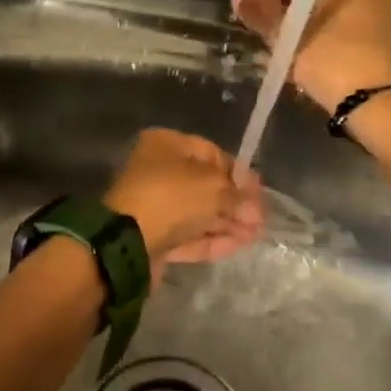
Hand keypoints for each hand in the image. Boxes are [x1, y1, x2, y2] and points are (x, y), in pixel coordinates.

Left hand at [104, 129, 264, 274]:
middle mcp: (157, 172)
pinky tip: (239, 245)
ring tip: (257, 235)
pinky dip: (213, 239)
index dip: (238, 173)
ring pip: (198, 213)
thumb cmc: (172, 198)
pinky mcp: (154, 237)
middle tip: (261, 218)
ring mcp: (154, 207)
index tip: (259, 192)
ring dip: (228, 223)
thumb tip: (254, 207)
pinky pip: (189, 235)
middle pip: (205, 186)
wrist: (129, 242)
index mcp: (165, 145)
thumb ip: (238, 195)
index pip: (211, 153)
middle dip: (235, 202)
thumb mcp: (214, 188)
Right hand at [231, 0, 390, 112]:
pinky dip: (344, 33)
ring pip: (346, 3)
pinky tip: (330, 59)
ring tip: (301, 51)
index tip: (262, 11)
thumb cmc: (335, 61)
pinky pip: (364, 21)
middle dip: (299, 3)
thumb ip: (263, 13)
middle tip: (278, 33)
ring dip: (322, 20)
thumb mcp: (289, 40)